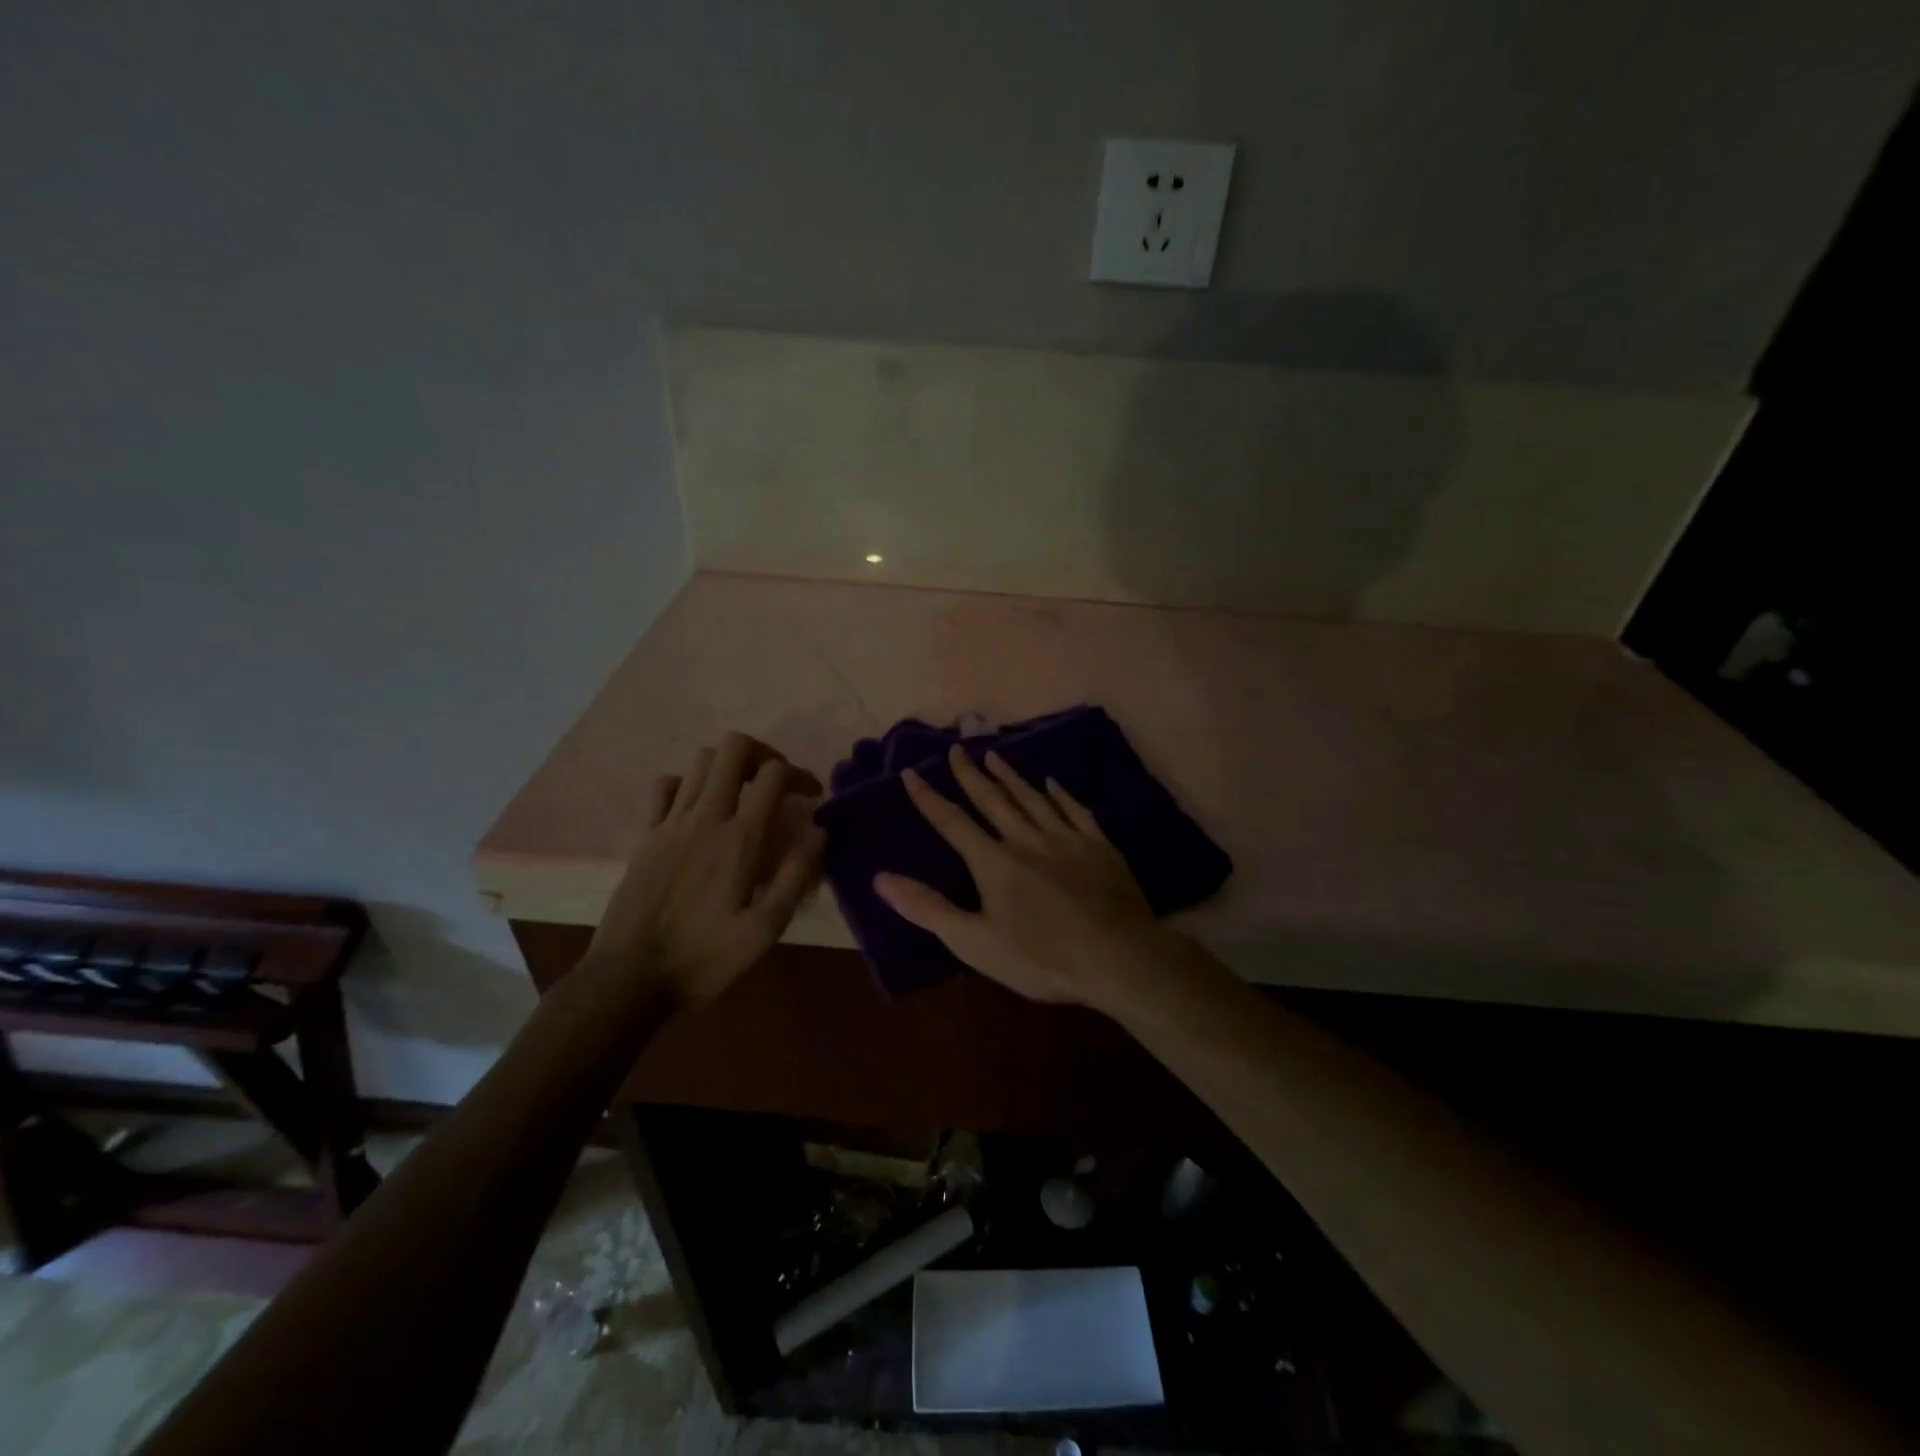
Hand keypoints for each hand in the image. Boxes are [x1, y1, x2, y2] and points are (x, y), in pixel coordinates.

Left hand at [586, 732, 824, 1006]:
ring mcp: (670, 823)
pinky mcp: (645, 835)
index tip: (812, 797)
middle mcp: (705, 818)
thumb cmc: (704, 958)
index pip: (773, 775)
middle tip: (776, 783)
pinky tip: (698, 808)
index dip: (800, 775)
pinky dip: (687, 784)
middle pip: (734, 748)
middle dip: (763, 754)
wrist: (629, 978)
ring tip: (743, 792)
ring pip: (701, 760)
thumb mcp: (764, 931)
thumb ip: (796, 878)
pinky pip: (664, 786)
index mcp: (740, 839)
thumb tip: (819, 833)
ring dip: (728, 766)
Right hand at [874, 746, 1169, 1010]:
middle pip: (993, 800)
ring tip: (994, 756)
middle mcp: (1027, 840)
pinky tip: (1053, 782)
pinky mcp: (1099, 846)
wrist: (1118, 958)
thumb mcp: (975, 943)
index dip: (928, 797)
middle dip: (970, 774)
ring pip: (1032, 798)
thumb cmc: (1041, 958)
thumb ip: (928, 908)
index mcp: (994, 862)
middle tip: (956, 749)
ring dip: (1011, 776)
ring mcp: (1067, 839)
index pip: (952, 822)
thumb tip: (881, 878)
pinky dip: (1061, 794)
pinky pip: (1076, 810)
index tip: (911, 772)